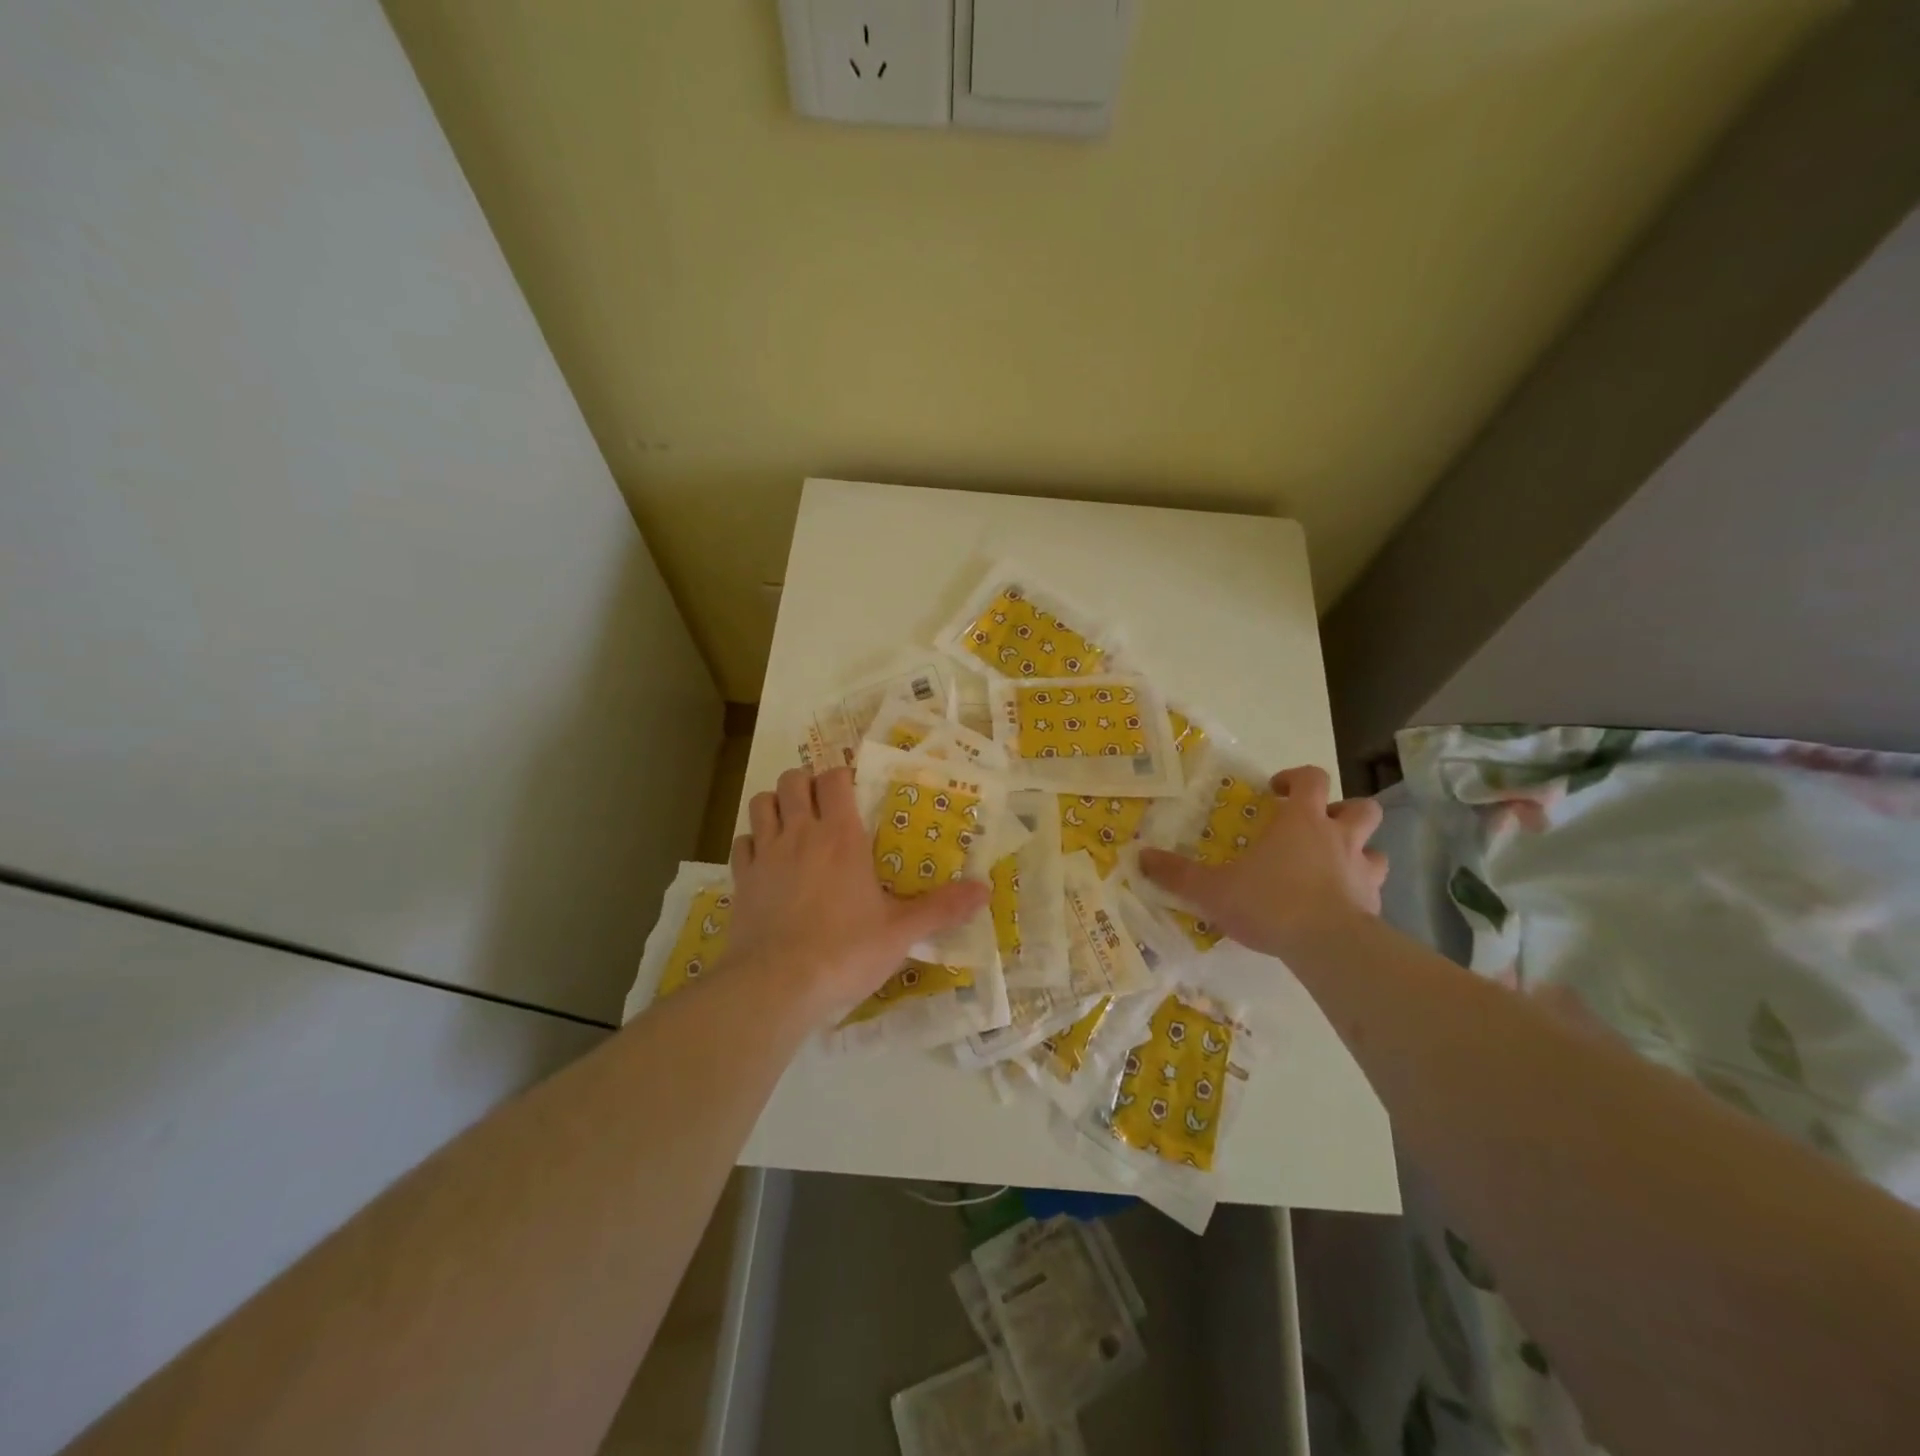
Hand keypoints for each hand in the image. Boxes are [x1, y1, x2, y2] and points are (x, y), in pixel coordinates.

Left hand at [723, 767, 988, 1021]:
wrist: (776, 985)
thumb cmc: (844, 951)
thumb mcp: (901, 932)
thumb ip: (942, 908)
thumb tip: (985, 889)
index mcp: (842, 837)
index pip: (834, 779)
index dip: (842, 775)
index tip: (853, 788)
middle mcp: (800, 834)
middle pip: (792, 780)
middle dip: (806, 782)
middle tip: (823, 804)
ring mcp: (766, 855)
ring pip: (761, 803)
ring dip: (775, 804)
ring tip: (792, 823)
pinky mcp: (741, 880)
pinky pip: (742, 843)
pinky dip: (753, 842)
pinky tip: (767, 860)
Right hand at [1138, 765, 1387, 958]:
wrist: (1327, 947)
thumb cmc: (1270, 903)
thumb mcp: (1213, 889)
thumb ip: (1178, 873)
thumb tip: (1141, 857)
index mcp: (1302, 821)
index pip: (1312, 779)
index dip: (1296, 778)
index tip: (1276, 791)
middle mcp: (1339, 837)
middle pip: (1360, 807)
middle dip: (1342, 810)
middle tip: (1316, 825)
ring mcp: (1362, 871)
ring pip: (1376, 848)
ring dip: (1359, 851)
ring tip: (1334, 865)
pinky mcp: (1374, 905)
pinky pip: (1373, 888)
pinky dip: (1360, 890)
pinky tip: (1339, 906)